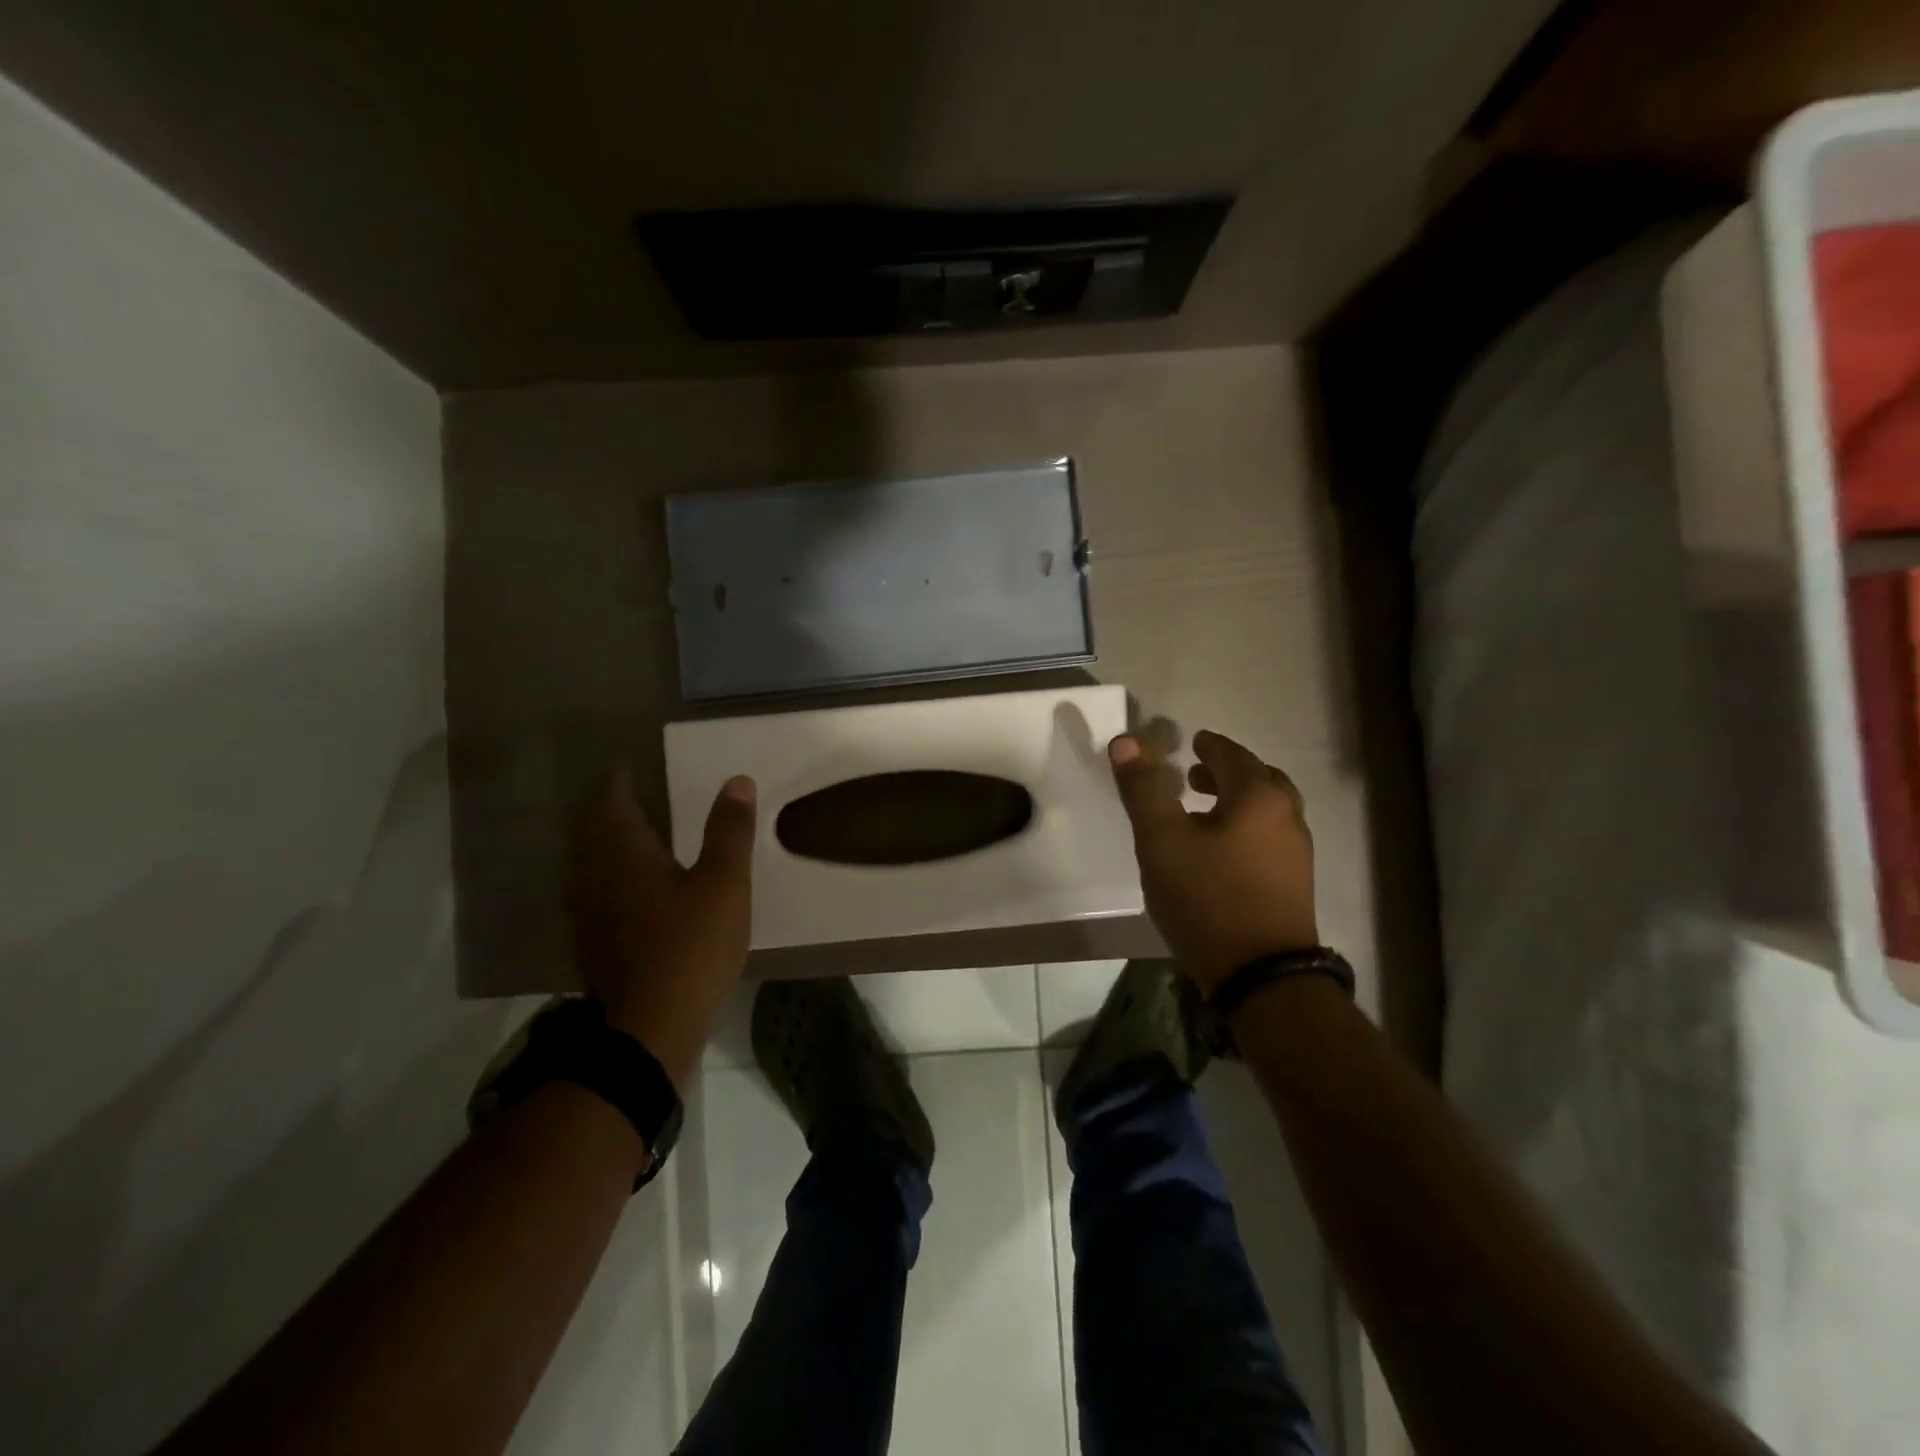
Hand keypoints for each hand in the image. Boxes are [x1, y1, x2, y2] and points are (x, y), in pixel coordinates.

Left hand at [567, 768, 756, 1089]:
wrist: (649, 1028)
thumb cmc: (690, 944)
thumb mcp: (724, 883)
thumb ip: (730, 831)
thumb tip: (737, 781)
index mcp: (624, 853)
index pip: (611, 802)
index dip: (617, 783)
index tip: (627, 768)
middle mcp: (595, 877)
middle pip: (594, 833)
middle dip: (610, 812)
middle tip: (635, 798)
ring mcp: (589, 915)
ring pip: (591, 866)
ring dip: (607, 847)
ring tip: (635, 838)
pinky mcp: (593, 946)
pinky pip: (596, 896)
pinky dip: (610, 882)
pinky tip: (630, 893)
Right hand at [1109, 729, 1316, 993]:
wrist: (1262, 977)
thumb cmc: (1207, 898)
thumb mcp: (1162, 841)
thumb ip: (1144, 789)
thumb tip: (1125, 742)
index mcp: (1258, 797)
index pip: (1232, 754)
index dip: (1208, 746)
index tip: (1191, 743)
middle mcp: (1287, 816)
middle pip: (1258, 779)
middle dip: (1225, 772)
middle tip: (1193, 776)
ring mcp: (1296, 853)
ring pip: (1266, 810)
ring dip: (1235, 801)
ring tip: (1202, 812)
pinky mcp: (1294, 885)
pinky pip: (1268, 837)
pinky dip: (1245, 828)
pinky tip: (1220, 852)